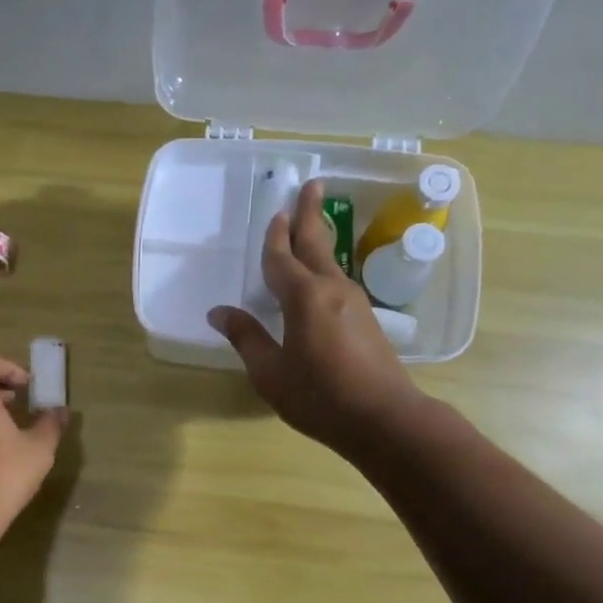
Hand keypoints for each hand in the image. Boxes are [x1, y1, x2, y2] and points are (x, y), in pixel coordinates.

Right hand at [209, 179, 428, 459]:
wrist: (384, 418)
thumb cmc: (319, 396)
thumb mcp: (270, 372)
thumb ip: (246, 337)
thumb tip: (218, 312)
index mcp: (303, 297)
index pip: (281, 258)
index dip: (274, 236)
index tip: (274, 212)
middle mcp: (331, 289)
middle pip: (317, 242)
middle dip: (310, 213)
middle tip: (311, 184)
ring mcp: (354, 302)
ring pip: (331, 260)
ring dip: (319, 237)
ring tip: (312, 223)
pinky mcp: (366, 318)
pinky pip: (339, 279)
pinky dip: (325, 265)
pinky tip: (321, 275)